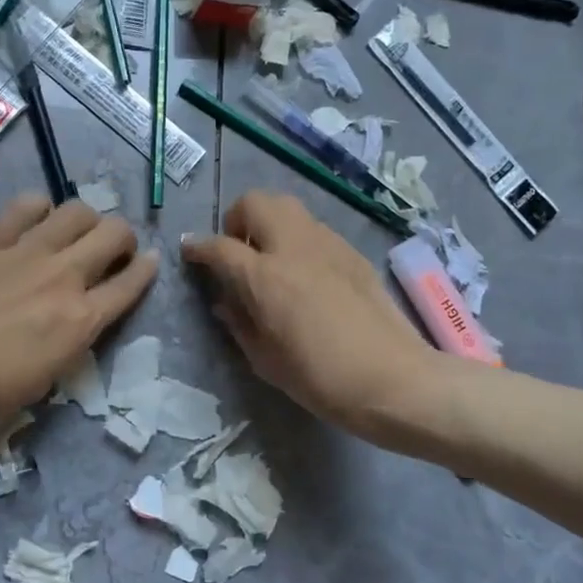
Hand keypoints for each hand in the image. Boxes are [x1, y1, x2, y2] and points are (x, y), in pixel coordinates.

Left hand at [0, 195, 157, 440]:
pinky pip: (28, 204)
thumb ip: (73, 339)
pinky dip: (39, 210)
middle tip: (111, 251)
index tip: (149, 263)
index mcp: (80, 321)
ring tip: (73, 235)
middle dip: (123, 239)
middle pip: (116, 233)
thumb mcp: (44, 379)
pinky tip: (32, 225)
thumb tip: (83, 315)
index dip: (147, 270)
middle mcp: (64, 277)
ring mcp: (27, 252)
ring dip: (86, 220)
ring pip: (79, 209)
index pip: (132, 283)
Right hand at [182, 192, 443, 441]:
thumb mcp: (266, 361)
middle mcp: (293, 248)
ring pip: (288, 207)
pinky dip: (298, 238)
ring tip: (271, 258)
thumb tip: (225, 301)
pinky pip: (315, 228)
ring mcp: (327, 245)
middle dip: (236, 220)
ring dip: (269, 223)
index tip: (189, 251)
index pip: (219, 246)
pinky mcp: (352, 252)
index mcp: (265, 278)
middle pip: (254, 202)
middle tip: (237, 251)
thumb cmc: (321, 380)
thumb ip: (239, 323)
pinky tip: (306, 273)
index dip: (197, 246)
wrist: (393, 379)